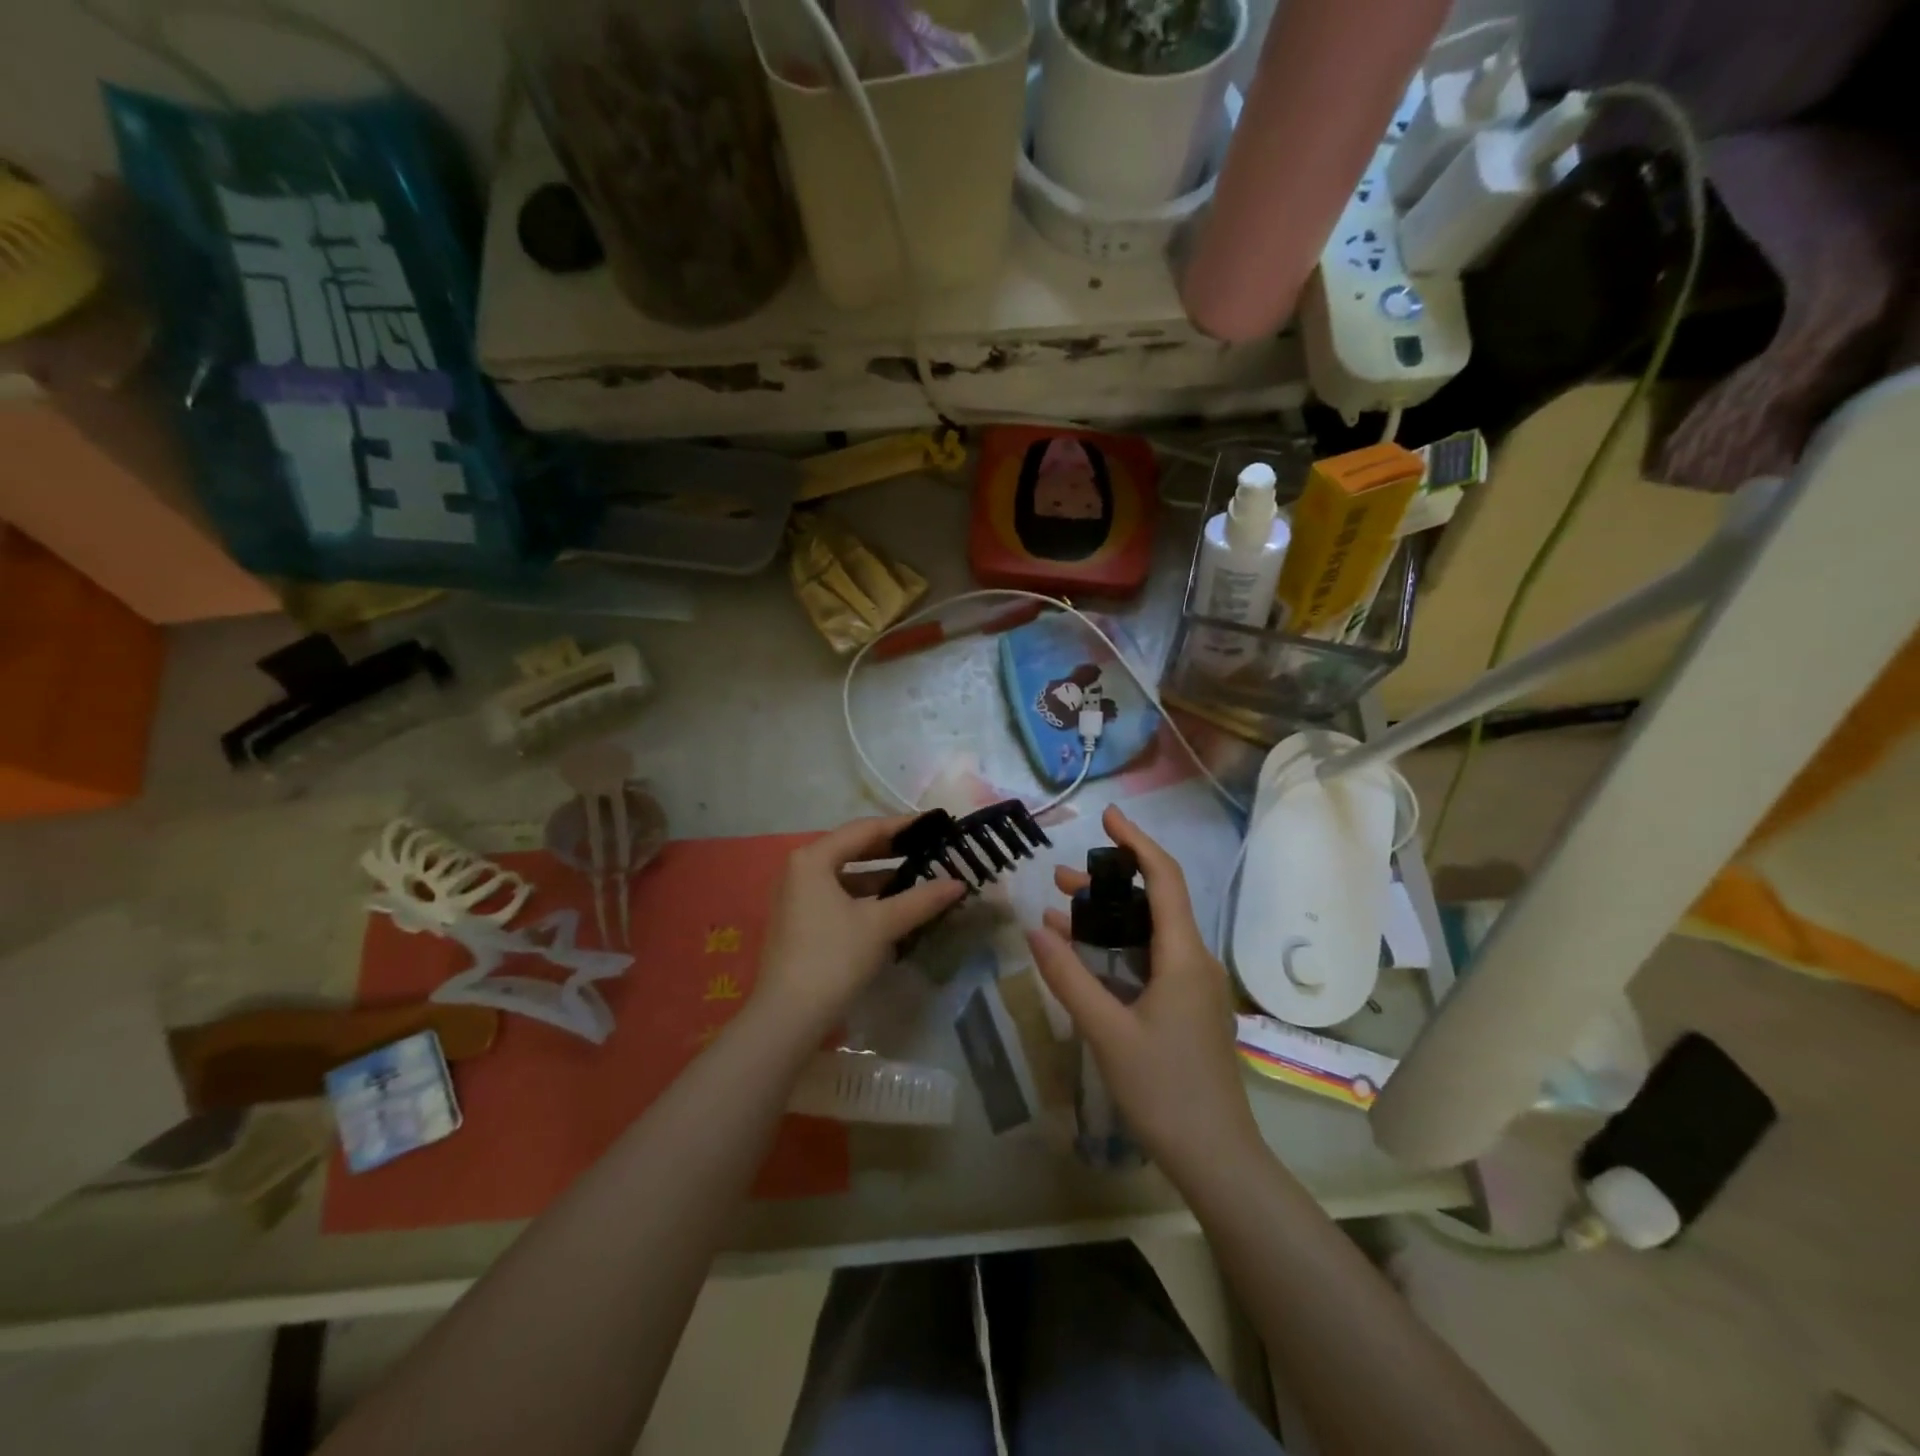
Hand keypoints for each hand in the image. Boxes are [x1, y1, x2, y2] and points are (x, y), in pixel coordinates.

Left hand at [754, 816, 966, 1039]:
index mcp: (813, 858)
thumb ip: (921, 899)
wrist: (788, 1017)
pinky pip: (836, 895)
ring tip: (917, 879)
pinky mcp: (798, 921)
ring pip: (845, 875)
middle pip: (852, 849)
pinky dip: (864, 896)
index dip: (901, 826)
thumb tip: (959, 882)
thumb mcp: (881, 925)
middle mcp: (799, 869)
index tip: (933, 825)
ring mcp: (795, 896)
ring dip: (879, 876)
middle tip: (927, 849)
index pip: (864, 829)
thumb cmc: (833, 958)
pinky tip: (891, 907)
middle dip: (891, 851)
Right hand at [1027, 806, 1262, 1184]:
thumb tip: (1035, 928)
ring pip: (1149, 934)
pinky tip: (1082, 957)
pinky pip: (1151, 962)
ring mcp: (1194, 987)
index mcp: (1184, 956)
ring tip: (1059, 911)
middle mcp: (1195, 961)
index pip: (1165, 879)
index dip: (1137, 841)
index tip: (1108, 816)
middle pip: (1154, 903)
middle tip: (1059, 879)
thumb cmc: (1165, 1091)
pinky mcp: (1187, 1009)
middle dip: (1108, 884)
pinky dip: (1116, 950)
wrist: (1217, 1159)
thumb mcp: (1107, 1031)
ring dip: (1108, 919)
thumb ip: (1069, 977)